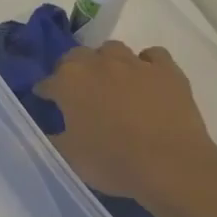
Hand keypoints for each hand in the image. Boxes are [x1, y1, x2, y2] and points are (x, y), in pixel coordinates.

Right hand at [35, 42, 216, 216]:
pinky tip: (145, 80)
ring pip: (113, 50)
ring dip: (106, 62)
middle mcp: (98, 64)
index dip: (45, 93)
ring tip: (111, 82)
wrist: (171, 167)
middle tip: (78, 92)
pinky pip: (152, 55)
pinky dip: (146, 64)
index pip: (47, 82)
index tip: (46, 103)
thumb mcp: (68, 156)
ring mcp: (135, 63)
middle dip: (73, 70)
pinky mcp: (167, 71)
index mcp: (69, 82)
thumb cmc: (112, 162)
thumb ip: (53, 137)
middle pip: (77, 56)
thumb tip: (49, 130)